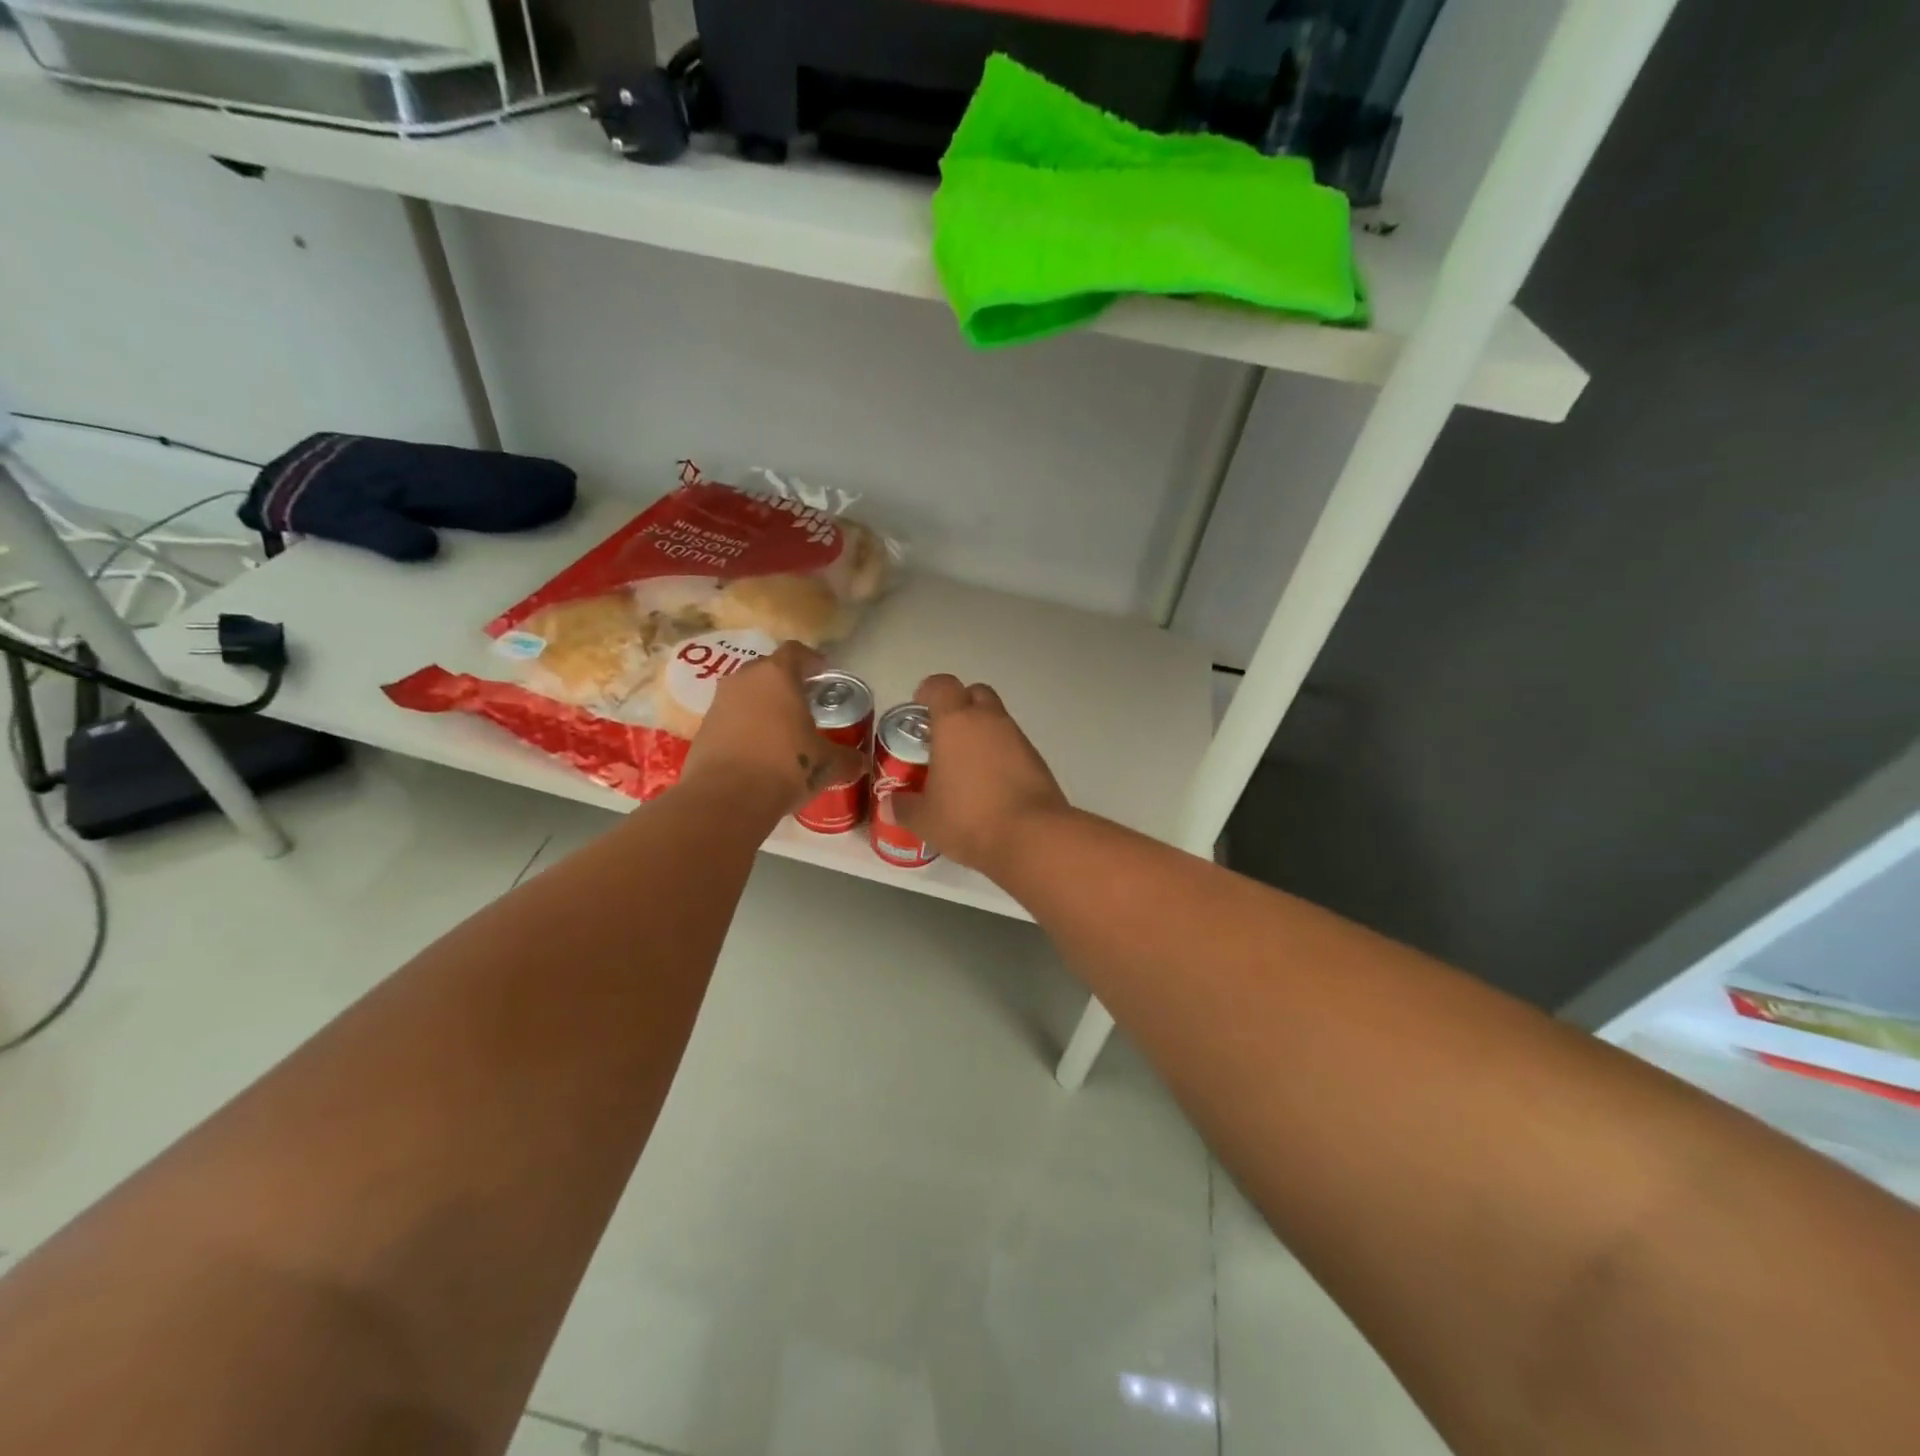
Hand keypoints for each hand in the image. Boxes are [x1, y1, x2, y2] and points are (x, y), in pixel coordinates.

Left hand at [682, 642, 864, 813]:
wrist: (725, 799)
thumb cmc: (785, 766)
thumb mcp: (827, 764)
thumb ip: (846, 758)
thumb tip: (859, 762)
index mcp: (777, 675)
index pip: (796, 651)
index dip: (812, 660)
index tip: (823, 673)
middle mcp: (744, 680)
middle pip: (768, 669)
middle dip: (786, 682)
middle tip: (804, 702)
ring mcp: (719, 702)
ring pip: (746, 693)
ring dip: (763, 705)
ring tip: (782, 728)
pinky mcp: (703, 728)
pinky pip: (731, 717)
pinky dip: (745, 726)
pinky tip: (759, 750)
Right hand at [892, 674, 1069, 877]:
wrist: (1032, 837)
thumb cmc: (969, 819)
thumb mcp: (926, 819)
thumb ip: (904, 807)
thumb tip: (889, 805)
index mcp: (956, 722)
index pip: (941, 685)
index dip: (928, 691)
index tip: (919, 707)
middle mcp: (989, 720)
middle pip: (975, 694)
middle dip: (959, 706)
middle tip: (943, 734)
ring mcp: (1018, 738)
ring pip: (997, 720)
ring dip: (981, 732)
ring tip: (965, 766)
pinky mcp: (1037, 760)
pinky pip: (1013, 745)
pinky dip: (1000, 755)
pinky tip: (990, 785)